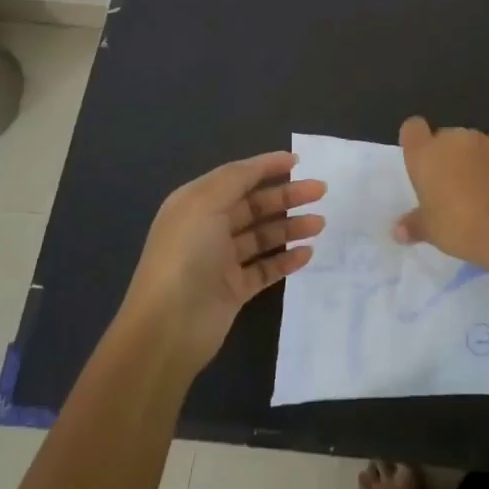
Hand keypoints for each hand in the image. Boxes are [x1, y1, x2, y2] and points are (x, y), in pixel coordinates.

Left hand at [120, 150, 324, 373]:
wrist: (168, 327)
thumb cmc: (186, 255)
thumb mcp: (205, 203)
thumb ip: (236, 179)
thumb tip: (262, 165)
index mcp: (196, 204)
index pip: (236, 177)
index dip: (266, 167)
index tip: (298, 161)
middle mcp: (208, 228)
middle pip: (254, 205)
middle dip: (287, 196)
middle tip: (320, 191)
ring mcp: (221, 261)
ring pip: (263, 237)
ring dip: (291, 227)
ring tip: (319, 223)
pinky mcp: (234, 290)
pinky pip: (265, 269)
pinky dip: (286, 260)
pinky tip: (307, 253)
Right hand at [393, 116, 488, 269]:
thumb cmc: (458, 226)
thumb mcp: (429, 231)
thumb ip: (413, 225)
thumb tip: (398, 231)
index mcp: (424, 154)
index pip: (412, 128)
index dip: (415, 141)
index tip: (419, 161)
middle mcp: (451, 139)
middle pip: (443, 137)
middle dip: (445, 155)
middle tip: (448, 186)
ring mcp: (482, 140)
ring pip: (470, 140)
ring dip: (471, 155)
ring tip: (478, 184)